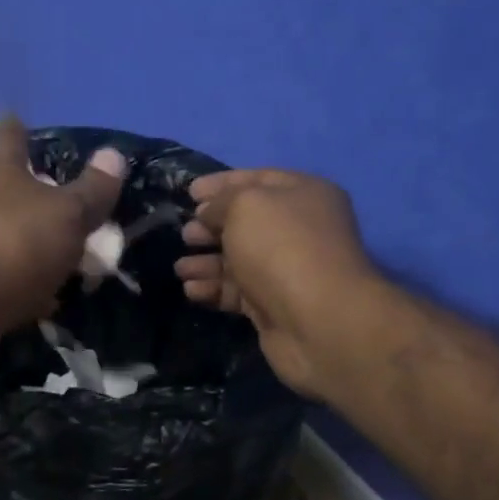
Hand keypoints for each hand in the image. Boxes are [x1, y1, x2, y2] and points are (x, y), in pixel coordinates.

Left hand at [0, 118, 125, 381]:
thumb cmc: (8, 244)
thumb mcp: (63, 214)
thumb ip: (91, 192)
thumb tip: (115, 154)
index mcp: (0, 176)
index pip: (9, 141)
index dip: (17, 130)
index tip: (19, 119)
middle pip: (11, 197)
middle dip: (37, 200)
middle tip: (76, 207)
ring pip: (12, 247)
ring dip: (38, 253)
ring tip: (75, 260)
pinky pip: (10, 291)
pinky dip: (29, 295)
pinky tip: (51, 304)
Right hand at [175, 169, 380, 396]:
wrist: (317, 320)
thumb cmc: (281, 247)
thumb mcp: (245, 205)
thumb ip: (220, 202)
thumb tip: (208, 214)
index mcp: (304, 194)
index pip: (258, 179)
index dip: (221, 184)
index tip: (189, 192)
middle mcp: (300, 229)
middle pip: (246, 223)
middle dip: (211, 227)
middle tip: (186, 234)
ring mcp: (287, 270)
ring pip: (238, 260)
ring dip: (206, 262)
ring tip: (181, 269)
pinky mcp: (274, 305)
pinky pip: (237, 291)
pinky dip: (213, 289)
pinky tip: (192, 290)